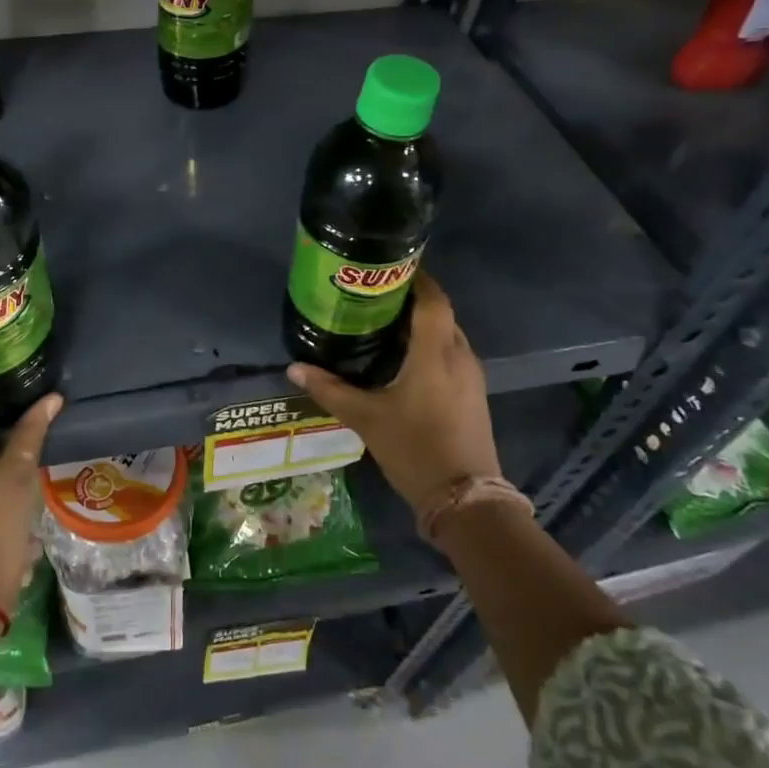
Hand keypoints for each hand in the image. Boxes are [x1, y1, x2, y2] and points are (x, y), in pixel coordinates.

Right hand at [286, 273, 499, 517]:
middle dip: (411, 301)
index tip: (387, 268)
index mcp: (435, 353)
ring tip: (382, 324)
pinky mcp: (474, 394)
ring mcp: (471, 376)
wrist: (466, 499)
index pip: (432, 299)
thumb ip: (330, 390)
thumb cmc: (415, 449)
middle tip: (373, 297)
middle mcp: (458, 356)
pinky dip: (429, 347)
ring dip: (421, 325)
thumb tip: (294, 369)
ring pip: (446, 335)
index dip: (415, 278)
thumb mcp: (366, 418)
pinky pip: (451, 355)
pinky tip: (403, 360)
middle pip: (439, 313)